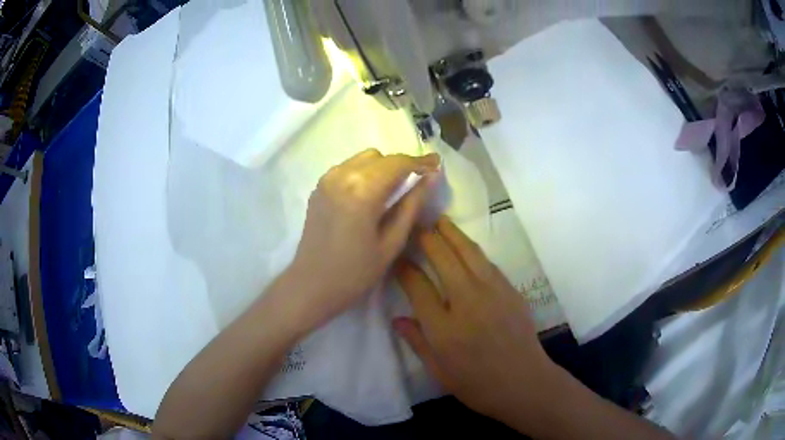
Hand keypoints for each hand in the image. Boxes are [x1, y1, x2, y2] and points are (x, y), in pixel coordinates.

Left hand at [290, 148, 439, 329]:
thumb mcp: (391, 243)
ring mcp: (326, 180)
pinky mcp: (318, 187)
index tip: (437, 163)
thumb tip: (432, 177)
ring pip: (363, 159)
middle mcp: (342, 176)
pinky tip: (369, 194)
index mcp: (362, 191)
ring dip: (383, 167)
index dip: (420, 161)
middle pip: (381, 157)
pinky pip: (348, 168)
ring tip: (394, 189)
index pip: (398, 164)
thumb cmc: (355, 273)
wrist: (311, 286)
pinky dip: (364, 172)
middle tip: (418, 181)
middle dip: (402, 165)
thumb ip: (412, 205)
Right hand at [394, 217, 556, 420]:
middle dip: (427, 238)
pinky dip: (473, 250)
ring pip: (468, 253)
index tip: (396, 257)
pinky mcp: (511, 290)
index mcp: (443, 327)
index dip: (404, 267)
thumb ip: (417, 342)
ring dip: (452, 233)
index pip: (417, 285)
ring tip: (440, 220)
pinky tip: (466, 246)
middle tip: (417, 224)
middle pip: (443, 258)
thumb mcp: (438, 371)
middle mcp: (466, 302)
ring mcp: (492, 293)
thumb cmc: (477, 385)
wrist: (524, 383)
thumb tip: (397, 319)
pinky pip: (488, 263)